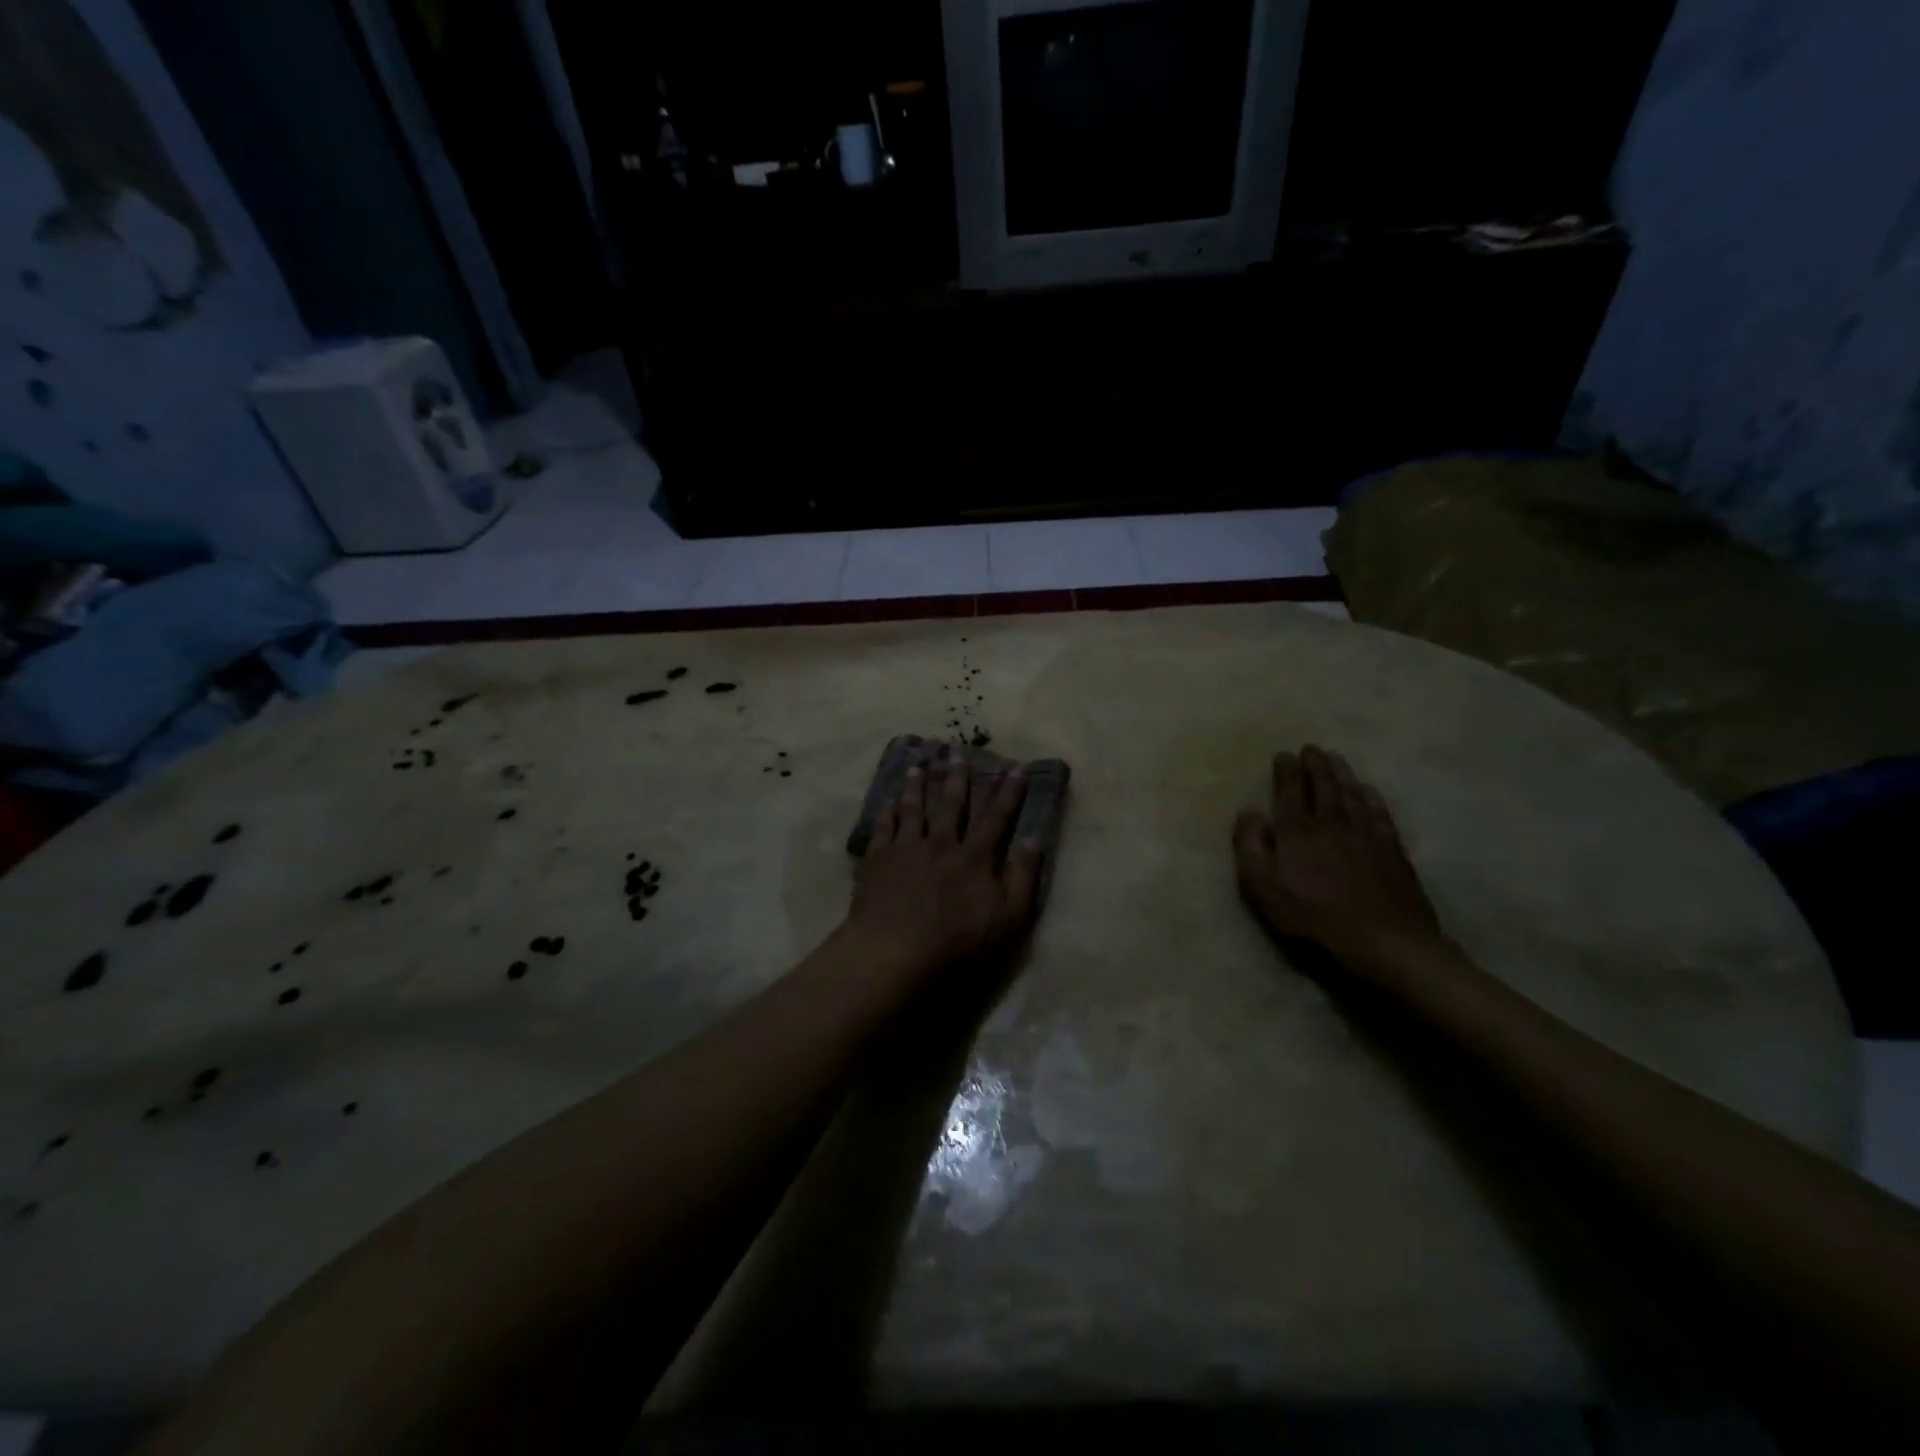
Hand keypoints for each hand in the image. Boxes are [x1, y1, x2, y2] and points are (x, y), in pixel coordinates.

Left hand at [846, 748, 1044, 978]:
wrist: (895, 948)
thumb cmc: (957, 940)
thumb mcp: (1007, 916)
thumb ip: (1022, 876)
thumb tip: (1032, 839)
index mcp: (975, 856)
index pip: (996, 817)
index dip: (1008, 792)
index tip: (1015, 767)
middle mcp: (942, 842)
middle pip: (951, 804)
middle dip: (958, 778)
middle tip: (958, 753)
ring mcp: (907, 848)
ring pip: (914, 808)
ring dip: (918, 786)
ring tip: (919, 766)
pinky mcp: (878, 859)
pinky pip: (883, 827)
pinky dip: (887, 812)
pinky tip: (888, 801)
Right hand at [1233, 745, 1443, 966]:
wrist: (1382, 938)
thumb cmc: (1312, 916)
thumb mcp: (1262, 886)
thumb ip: (1250, 845)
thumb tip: (1248, 812)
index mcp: (1297, 830)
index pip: (1289, 791)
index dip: (1286, 771)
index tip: (1283, 755)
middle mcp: (1331, 822)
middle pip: (1323, 785)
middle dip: (1316, 765)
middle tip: (1311, 748)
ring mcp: (1366, 833)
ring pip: (1352, 793)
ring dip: (1342, 773)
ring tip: (1336, 759)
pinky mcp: (1392, 849)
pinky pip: (1379, 812)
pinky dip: (1371, 796)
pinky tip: (1368, 790)